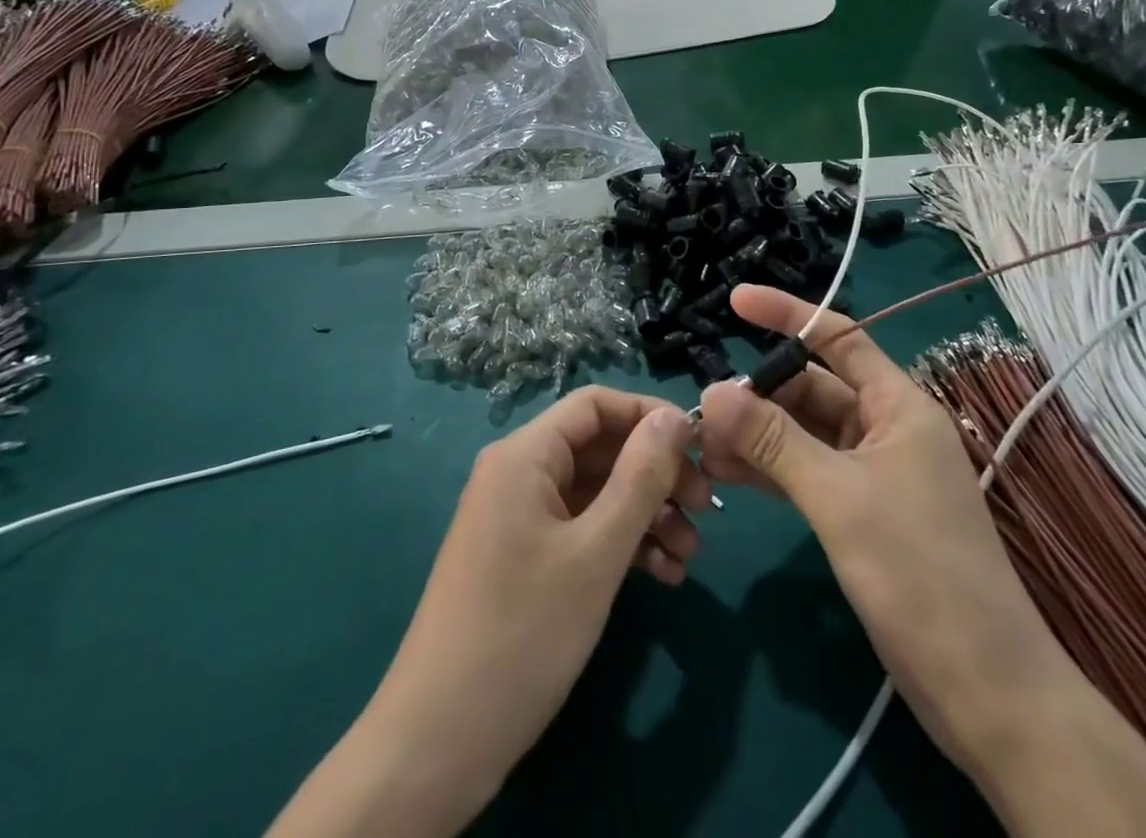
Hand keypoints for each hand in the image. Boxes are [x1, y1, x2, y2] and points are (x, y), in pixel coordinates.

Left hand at [271, 388, 708, 837]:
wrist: (439, 741)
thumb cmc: (524, 632)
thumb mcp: (596, 553)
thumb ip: (640, 478)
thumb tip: (675, 417)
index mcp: (525, 454)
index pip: (595, 404)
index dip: (649, 416)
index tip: (700, 447)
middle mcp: (519, 473)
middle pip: (599, 449)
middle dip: (655, 474)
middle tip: (706, 508)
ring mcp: (520, 518)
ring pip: (595, 493)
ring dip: (646, 515)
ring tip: (691, 555)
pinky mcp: (524, 558)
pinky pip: (581, 530)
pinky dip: (621, 544)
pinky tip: (663, 575)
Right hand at [698, 285, 1066, 764]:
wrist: (986, 692)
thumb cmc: (919, 574)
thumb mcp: (838, 498)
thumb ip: (773, 440)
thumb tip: (713, 391)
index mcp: (898, 405)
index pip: (838, 337)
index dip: (786, 313)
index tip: (734, 300)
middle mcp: (887, 428)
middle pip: (813, 388)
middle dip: (759, 394)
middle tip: (704, 412)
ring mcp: (875, 473)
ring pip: (806, 432)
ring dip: (758, 435)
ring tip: (704, 447)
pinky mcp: (864, 512)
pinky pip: (808, 471)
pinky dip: (772, 469)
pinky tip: (731, 476)